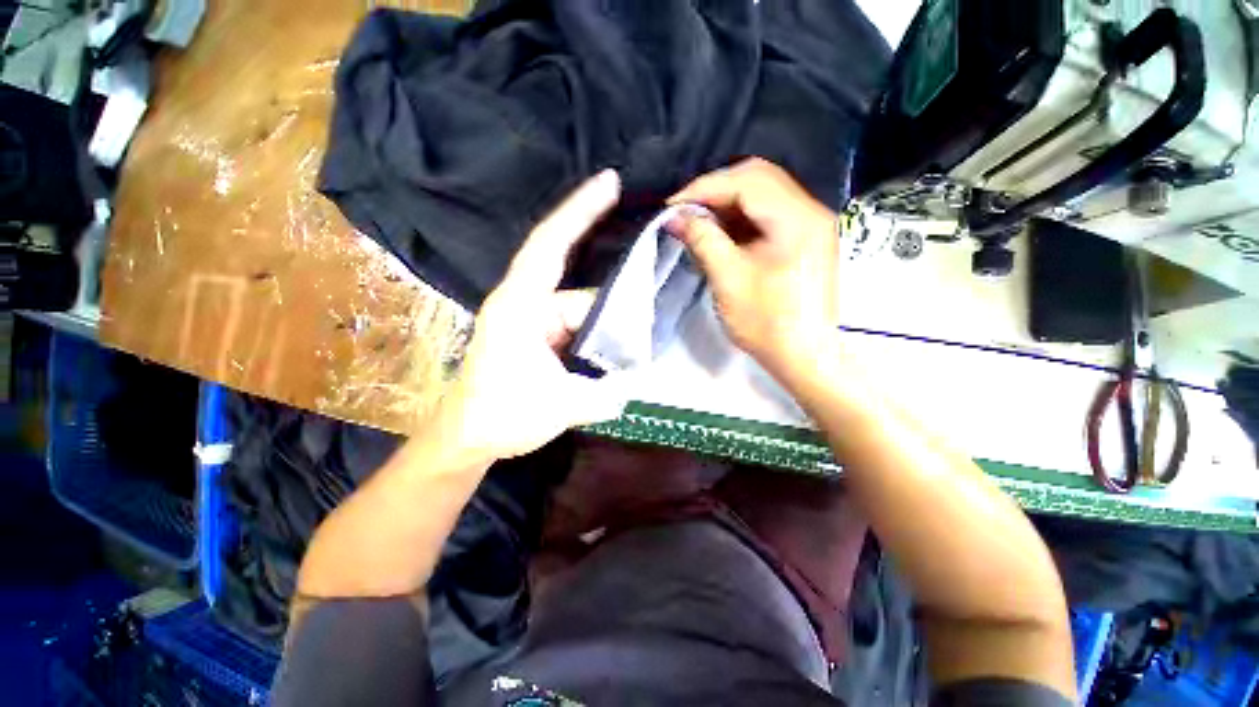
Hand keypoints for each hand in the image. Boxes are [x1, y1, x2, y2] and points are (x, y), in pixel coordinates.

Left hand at [430, 170, 628, 465]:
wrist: (466, 439)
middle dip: (615, 314)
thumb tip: (635, 383)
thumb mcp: (559, 406)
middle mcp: (527, 305)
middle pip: (582, 296)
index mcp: (521, 307)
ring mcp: (535, 322)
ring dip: (606, 334)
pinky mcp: (540, 338)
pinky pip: (576, 329)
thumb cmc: (500, 416)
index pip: (550, 246)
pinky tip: (615, 356)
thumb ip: (604, 393)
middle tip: (647, 334)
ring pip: (583, 316)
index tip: (609, 182)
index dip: (580, 211)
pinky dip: (596, 340)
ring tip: (633, 357)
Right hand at [667, 158, 839, 377]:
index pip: (746, 181)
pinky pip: (769, 215)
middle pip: (758, 179)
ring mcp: (811, 224)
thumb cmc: (767, 323)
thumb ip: (702, 239)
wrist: (806, 357)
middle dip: (716, 191)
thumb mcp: (729, 279)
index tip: (673, 207)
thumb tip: (674, 217)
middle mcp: (810, 211)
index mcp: (797, 218)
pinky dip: (741, 219)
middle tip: (685, 212)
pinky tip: (721, 234)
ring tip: (699, 223)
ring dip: (727, 205)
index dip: (704, 188)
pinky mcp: (805, 239)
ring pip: (763, 195)